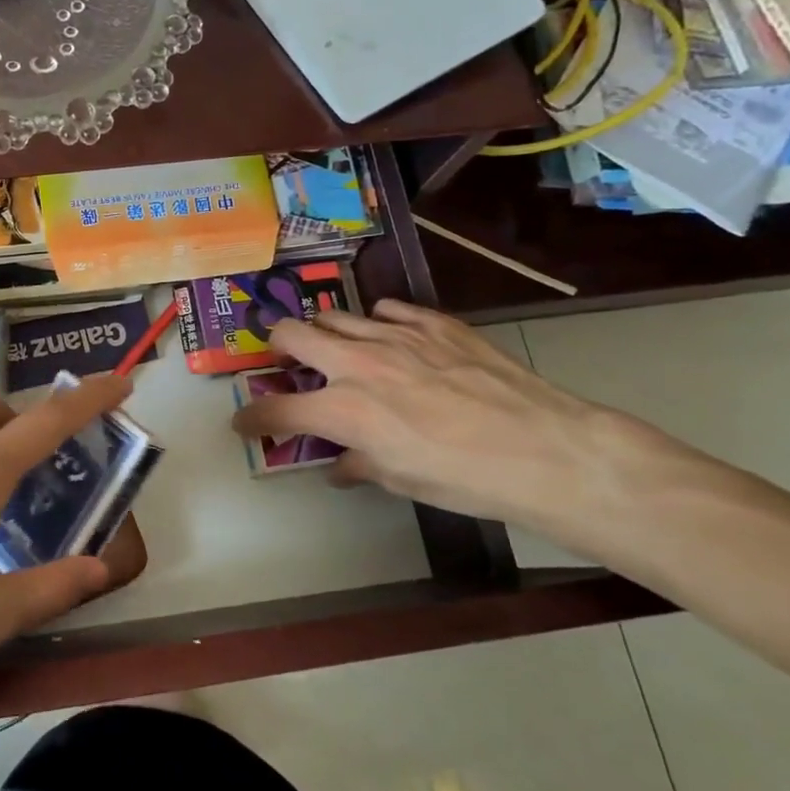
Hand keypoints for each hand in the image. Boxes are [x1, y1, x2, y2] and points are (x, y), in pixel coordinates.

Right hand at [232, 300, 643, 538]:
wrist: (544, 448)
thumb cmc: (464, 478)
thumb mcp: (400, 480)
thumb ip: (358, 463)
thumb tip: (341, 463)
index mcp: (343, 409)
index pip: (276, 410)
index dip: (252, 418)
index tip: (245, 422)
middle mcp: (358, 362)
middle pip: (292, 334)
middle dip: (277, 349)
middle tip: (286, 365)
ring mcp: (396, 335)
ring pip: (337, 315)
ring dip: (326, 333)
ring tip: (338, 350)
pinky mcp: (434, 322)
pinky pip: (388, 310)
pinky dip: (377, 323)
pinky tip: (392, 340)